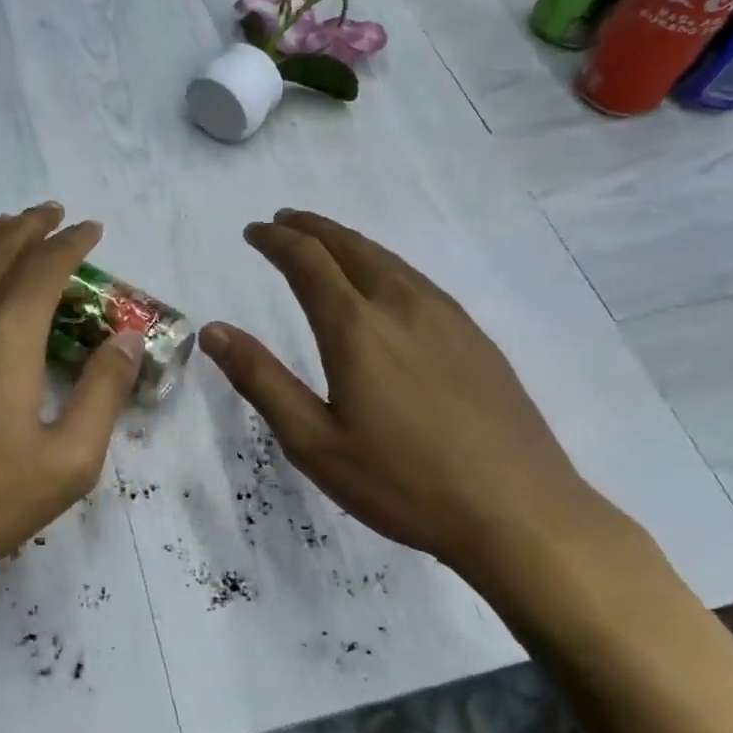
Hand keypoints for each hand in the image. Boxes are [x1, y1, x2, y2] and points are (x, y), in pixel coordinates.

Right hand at [199, 210, 621, 589]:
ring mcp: (446, 318)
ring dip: (348, 241)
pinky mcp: (475, 337)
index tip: (252, 231)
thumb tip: (213, 330)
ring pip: (388, 259)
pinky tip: (385, 282)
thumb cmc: (403, 483)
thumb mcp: (314, 442)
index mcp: (356, 328)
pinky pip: (418, 279)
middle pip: (350, 246)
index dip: (275, 240)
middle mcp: (401, 306)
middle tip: (283, 221)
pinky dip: (384, 263)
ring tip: (326, 241)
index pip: (307, 261)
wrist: (519, 511)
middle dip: (311, 228)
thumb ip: (261, 380)